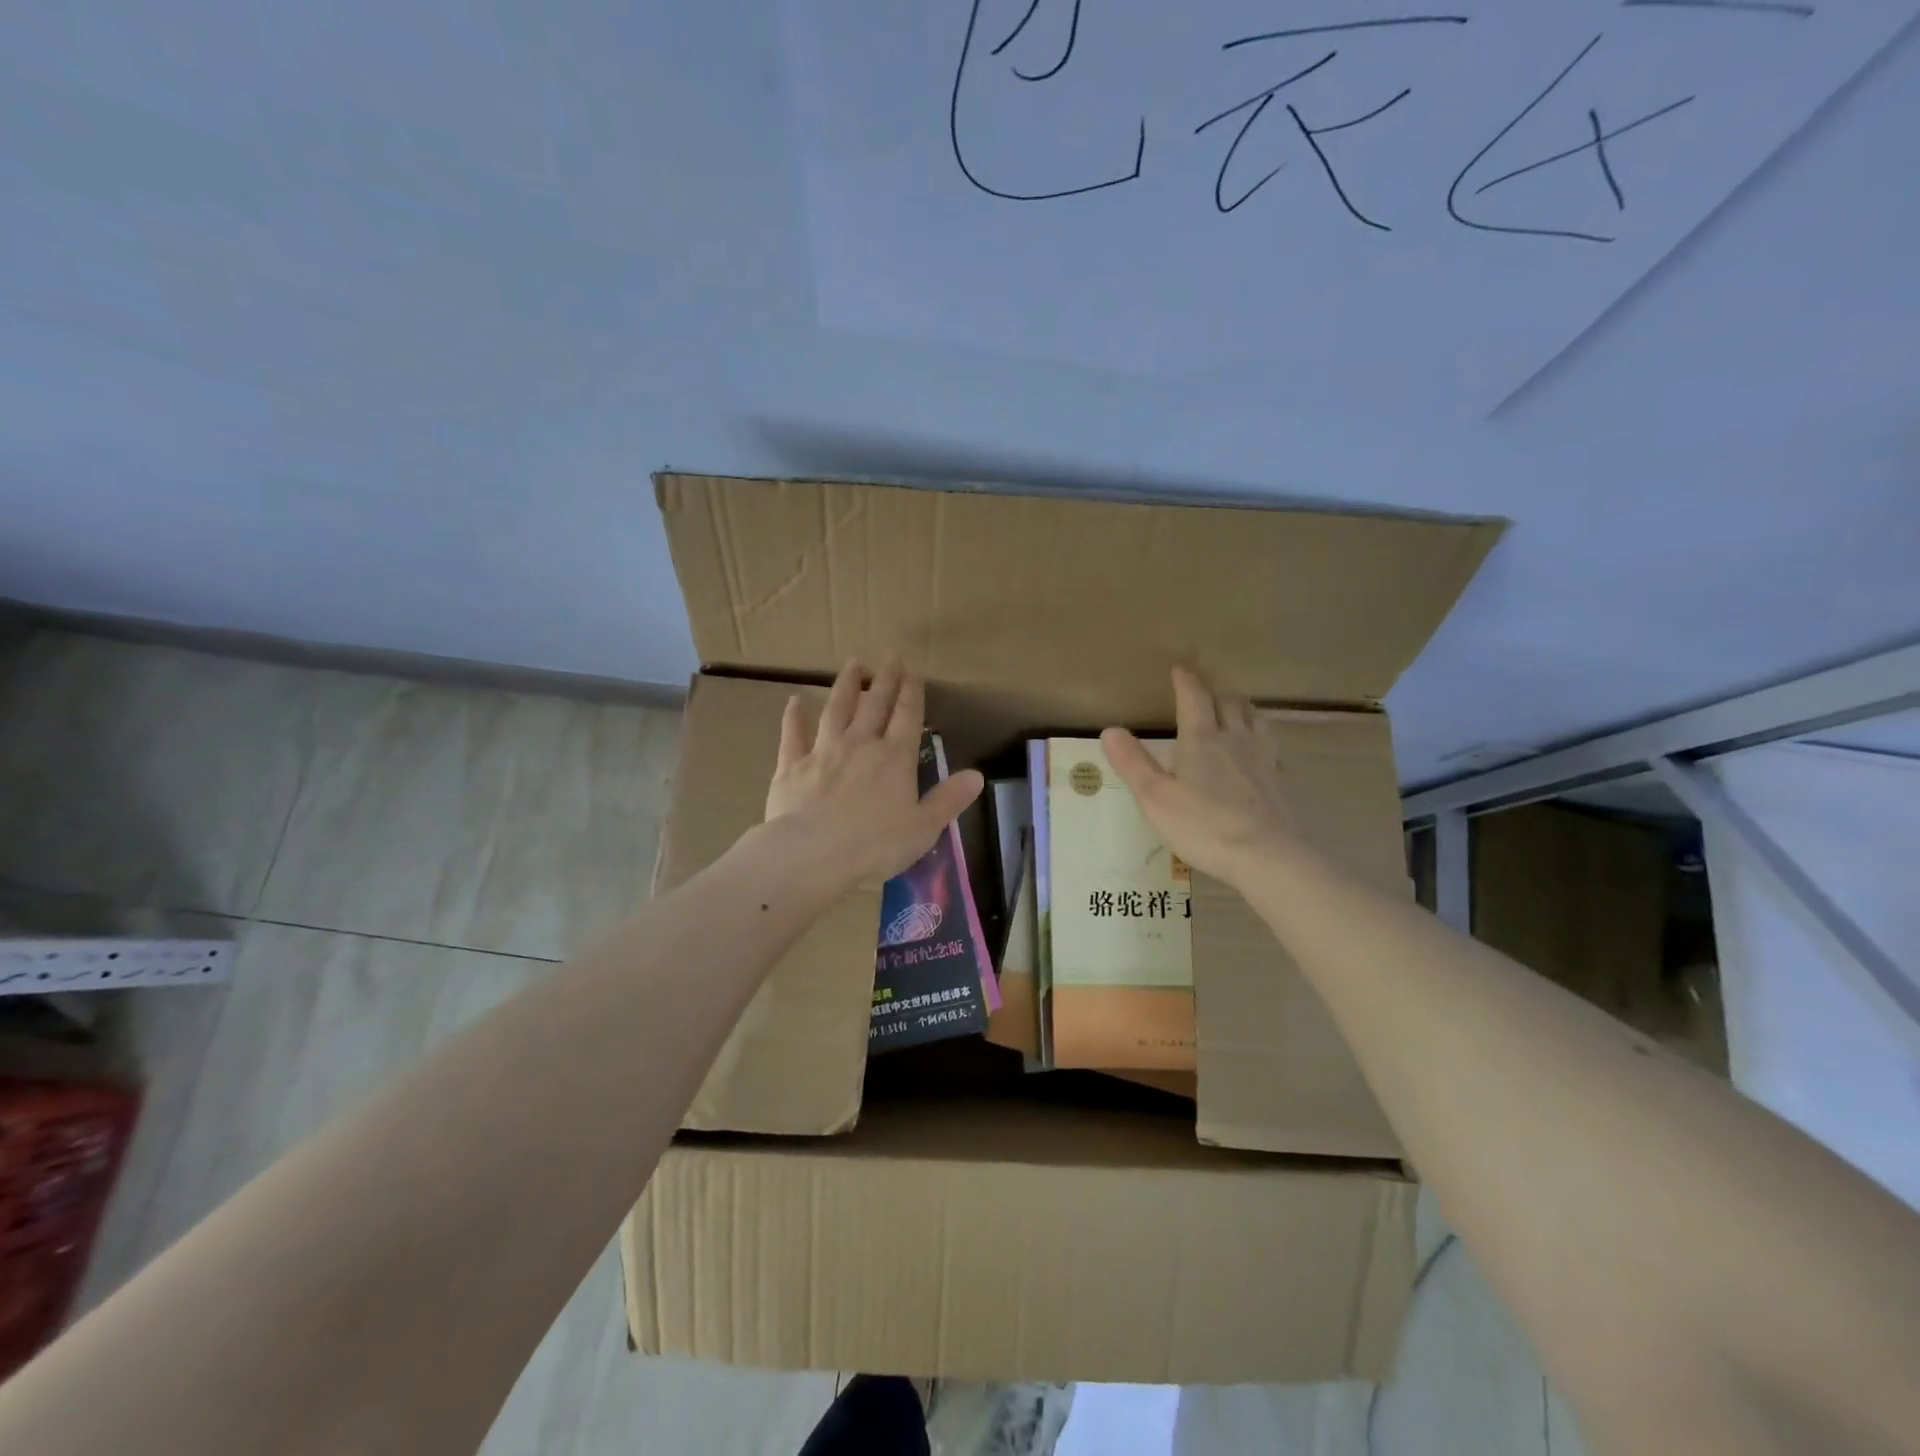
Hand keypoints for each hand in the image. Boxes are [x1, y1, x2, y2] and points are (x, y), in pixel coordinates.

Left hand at [764, 660, 983, 886]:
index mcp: (895, 758)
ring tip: (852, 663)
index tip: (914, 671)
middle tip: (890, 656)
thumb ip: (949, 799)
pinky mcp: (792, 765)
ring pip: (836, 710)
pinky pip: (793, 734)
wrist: (811, 854)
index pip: (907, 717)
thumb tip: (977, 776)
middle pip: (875, 705)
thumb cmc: (874, 845)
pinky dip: (794, 717)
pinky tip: (794, 701)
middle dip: (885, 679)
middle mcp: (861, 744)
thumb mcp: (923, 828)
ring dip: (846, 686)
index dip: (912, 692)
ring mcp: (824, 751)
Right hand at [1101, 666, 1299, 888]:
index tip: (1179, 670)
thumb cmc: (1203, 826)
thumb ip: (1133, 763)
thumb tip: (1110, 730)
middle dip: (1214, 694)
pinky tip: (1258, 754)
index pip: (1194, 698)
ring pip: (1255, 720)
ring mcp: (1262, 759)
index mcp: (1201, 739)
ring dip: (1241, 711)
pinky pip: (1271, 748)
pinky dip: (1261, 740)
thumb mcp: (1155, 797)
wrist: (1266, 856)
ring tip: (1233, 714)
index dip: (1185, 681)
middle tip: (1203, 696)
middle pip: (1229, 703)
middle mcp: (1234, 740)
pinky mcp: (1279, 781)